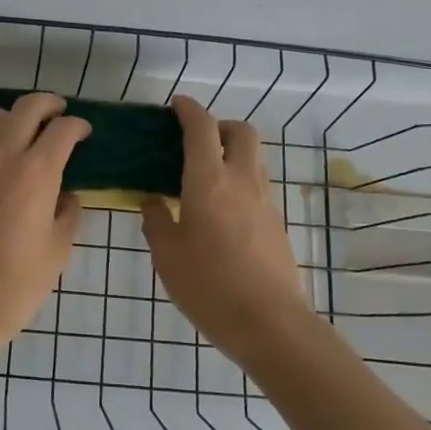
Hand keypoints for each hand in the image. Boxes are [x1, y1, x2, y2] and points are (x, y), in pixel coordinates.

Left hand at [0, 93, 90, 355]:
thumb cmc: (20, 281)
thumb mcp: (59, 247)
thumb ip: (68, 212)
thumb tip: (65, 195)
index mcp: (38, 172)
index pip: (63, 130)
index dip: (78, 126)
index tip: (83, 132)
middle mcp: (2, 156)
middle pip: (26, 107)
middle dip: (47, 103)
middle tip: (56, 112)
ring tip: (7, 130)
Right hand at [143, 97, 311, 362]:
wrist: (270, 324)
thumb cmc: (210, 286)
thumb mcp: (168, 256)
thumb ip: (157, 222)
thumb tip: (153, 202)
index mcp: (209, 182)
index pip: (202, 128)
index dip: (189, 110)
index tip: (176, 105)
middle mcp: (242, 181)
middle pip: (242, 132)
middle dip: (220, 125)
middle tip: (196, 141)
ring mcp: (265, 202)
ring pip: (254, 158)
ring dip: (231, 153)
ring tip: (204, 177)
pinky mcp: (277, 223)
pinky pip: (257, 186)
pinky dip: (240, 181)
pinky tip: (220, 210)